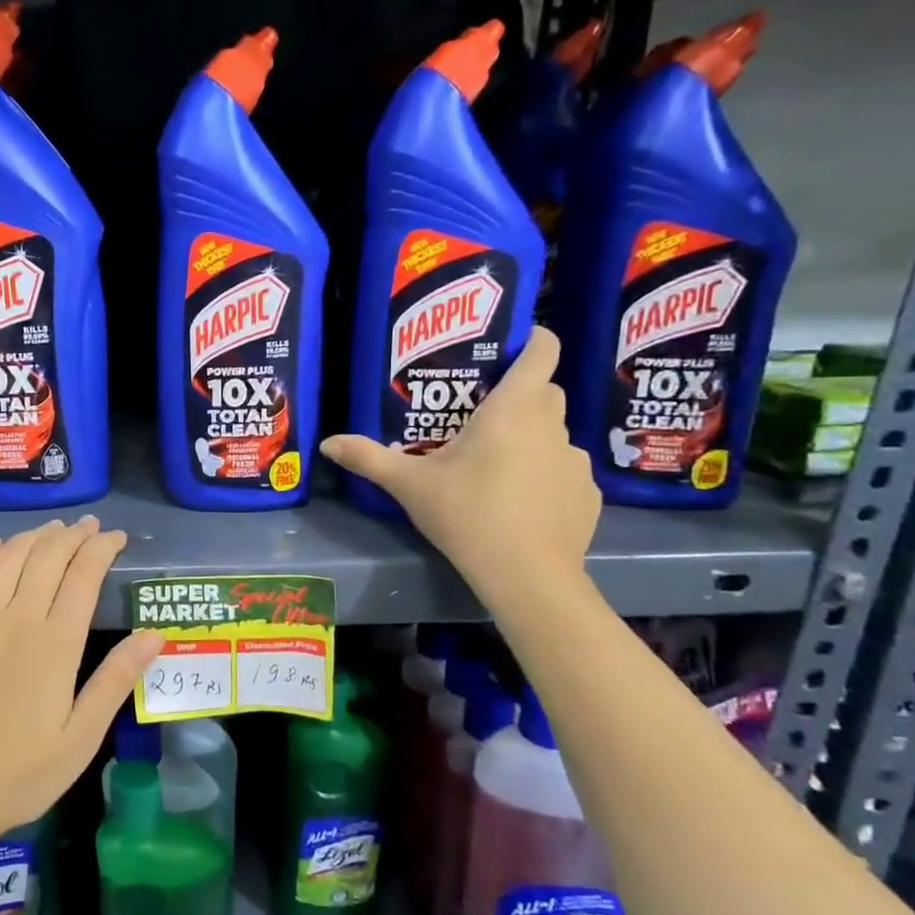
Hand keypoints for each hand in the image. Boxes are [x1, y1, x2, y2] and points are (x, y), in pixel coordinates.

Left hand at [0, 517, 163, 847]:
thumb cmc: (22, 774)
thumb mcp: (82, 738)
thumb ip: (116, 681)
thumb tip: (154, 635)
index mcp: (56, 644)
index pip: (85, 575)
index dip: (103, 548)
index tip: (117, 538)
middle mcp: (16, 618)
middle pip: (48, 556)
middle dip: (74, 535)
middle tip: (91, 527)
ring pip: (9, 556)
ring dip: (34, 535)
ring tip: (53, 529)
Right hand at [320, 327, 599, 599]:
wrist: (526, 575)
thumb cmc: (466, 514)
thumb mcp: (409, 485)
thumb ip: (368, 458)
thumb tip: (326, 443)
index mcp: (512, 409)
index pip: (543, 350)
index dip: (532, 338)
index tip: (509, 345)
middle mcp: (551, 425)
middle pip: (545, 391)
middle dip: (520, 394)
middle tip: (481, 414)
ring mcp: (574, 460)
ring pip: (554, 433)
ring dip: (531, 438)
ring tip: (498, 466)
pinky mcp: (587, 494)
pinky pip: (564, 470)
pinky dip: (546, 475)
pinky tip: (522, 503)